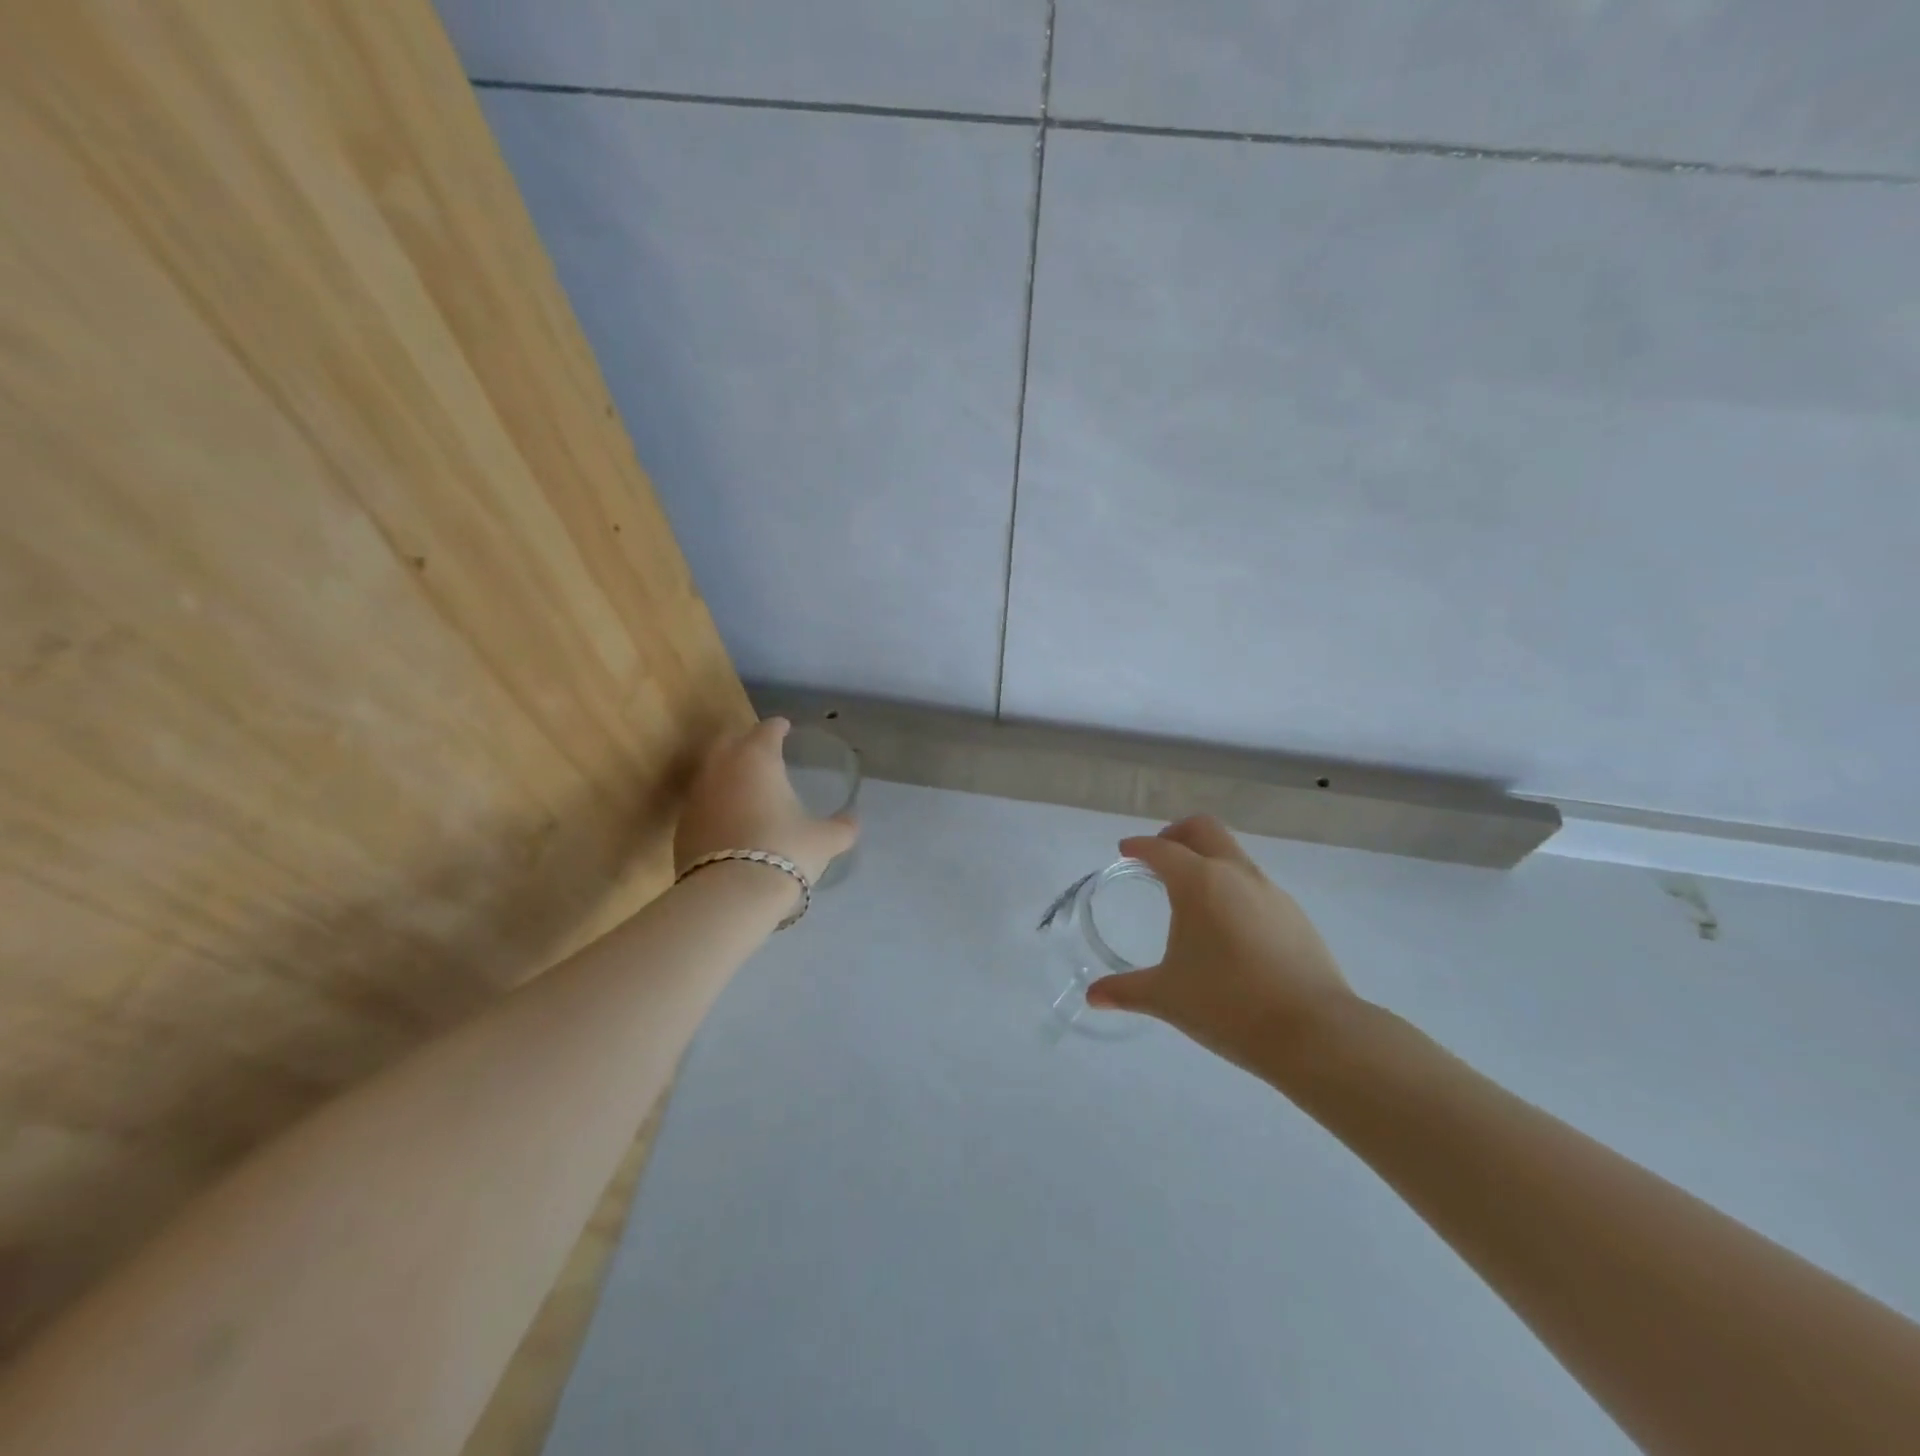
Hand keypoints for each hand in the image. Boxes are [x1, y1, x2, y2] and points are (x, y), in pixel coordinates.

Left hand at [674, 718, 858, 884]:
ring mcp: (696, 796)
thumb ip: (841, 827)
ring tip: (745, 787)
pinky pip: (701, 803)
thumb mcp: (824, 841)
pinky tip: (729, 820)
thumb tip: (852, 822)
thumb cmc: (785, 851)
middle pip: (729, 741)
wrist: (730, 894)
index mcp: (758, 759)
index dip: (778, 727)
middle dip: (744, 741)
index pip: (766, 730)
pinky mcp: (682, 825)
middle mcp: (721, 768)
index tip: (784, 728)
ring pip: (710, 771)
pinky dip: (715, 804)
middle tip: (761, 751)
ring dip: (726, 773)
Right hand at [1085, 815, 1357, 1075]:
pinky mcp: (1295, 915)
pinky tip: (1228, 927)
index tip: (1126, 851)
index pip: (1161, 849)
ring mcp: (1271, 892)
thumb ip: (1126, 991)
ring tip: (1192, 895)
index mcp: (1198, 883)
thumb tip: (1093, 996)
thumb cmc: (1227, 1005)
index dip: (1139, 847)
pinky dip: (1233, 888)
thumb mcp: (1166, 998)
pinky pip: (1255, 886)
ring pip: (1234, 855)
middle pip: (1204, 830)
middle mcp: (1236, 875)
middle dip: (1177, 833)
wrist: (1313, 1032)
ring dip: (1209, 860)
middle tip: (1160, 855)